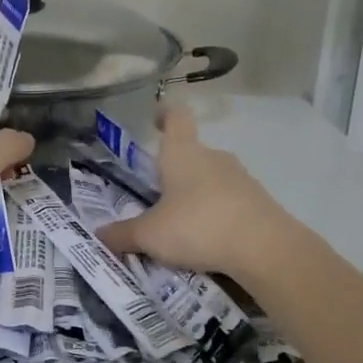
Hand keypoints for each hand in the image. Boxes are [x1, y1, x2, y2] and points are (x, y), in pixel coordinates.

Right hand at [95, 106, 288, 277]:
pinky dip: (218, 214)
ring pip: (212, 178)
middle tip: (156, 194)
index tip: (156, 119)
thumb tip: (98, 235)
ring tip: (181, 224)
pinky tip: (208, 240)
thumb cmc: (197, 226)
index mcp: (183, 153)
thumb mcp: (150, 235)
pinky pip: (231, 201)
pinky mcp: (260, 202)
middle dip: (175, 170)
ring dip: (197, 194)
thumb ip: (123, 234)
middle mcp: (213, 157)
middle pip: (192, 153)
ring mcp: (241, 178)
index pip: (176, 117)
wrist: (264, 248)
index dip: (165, 114)